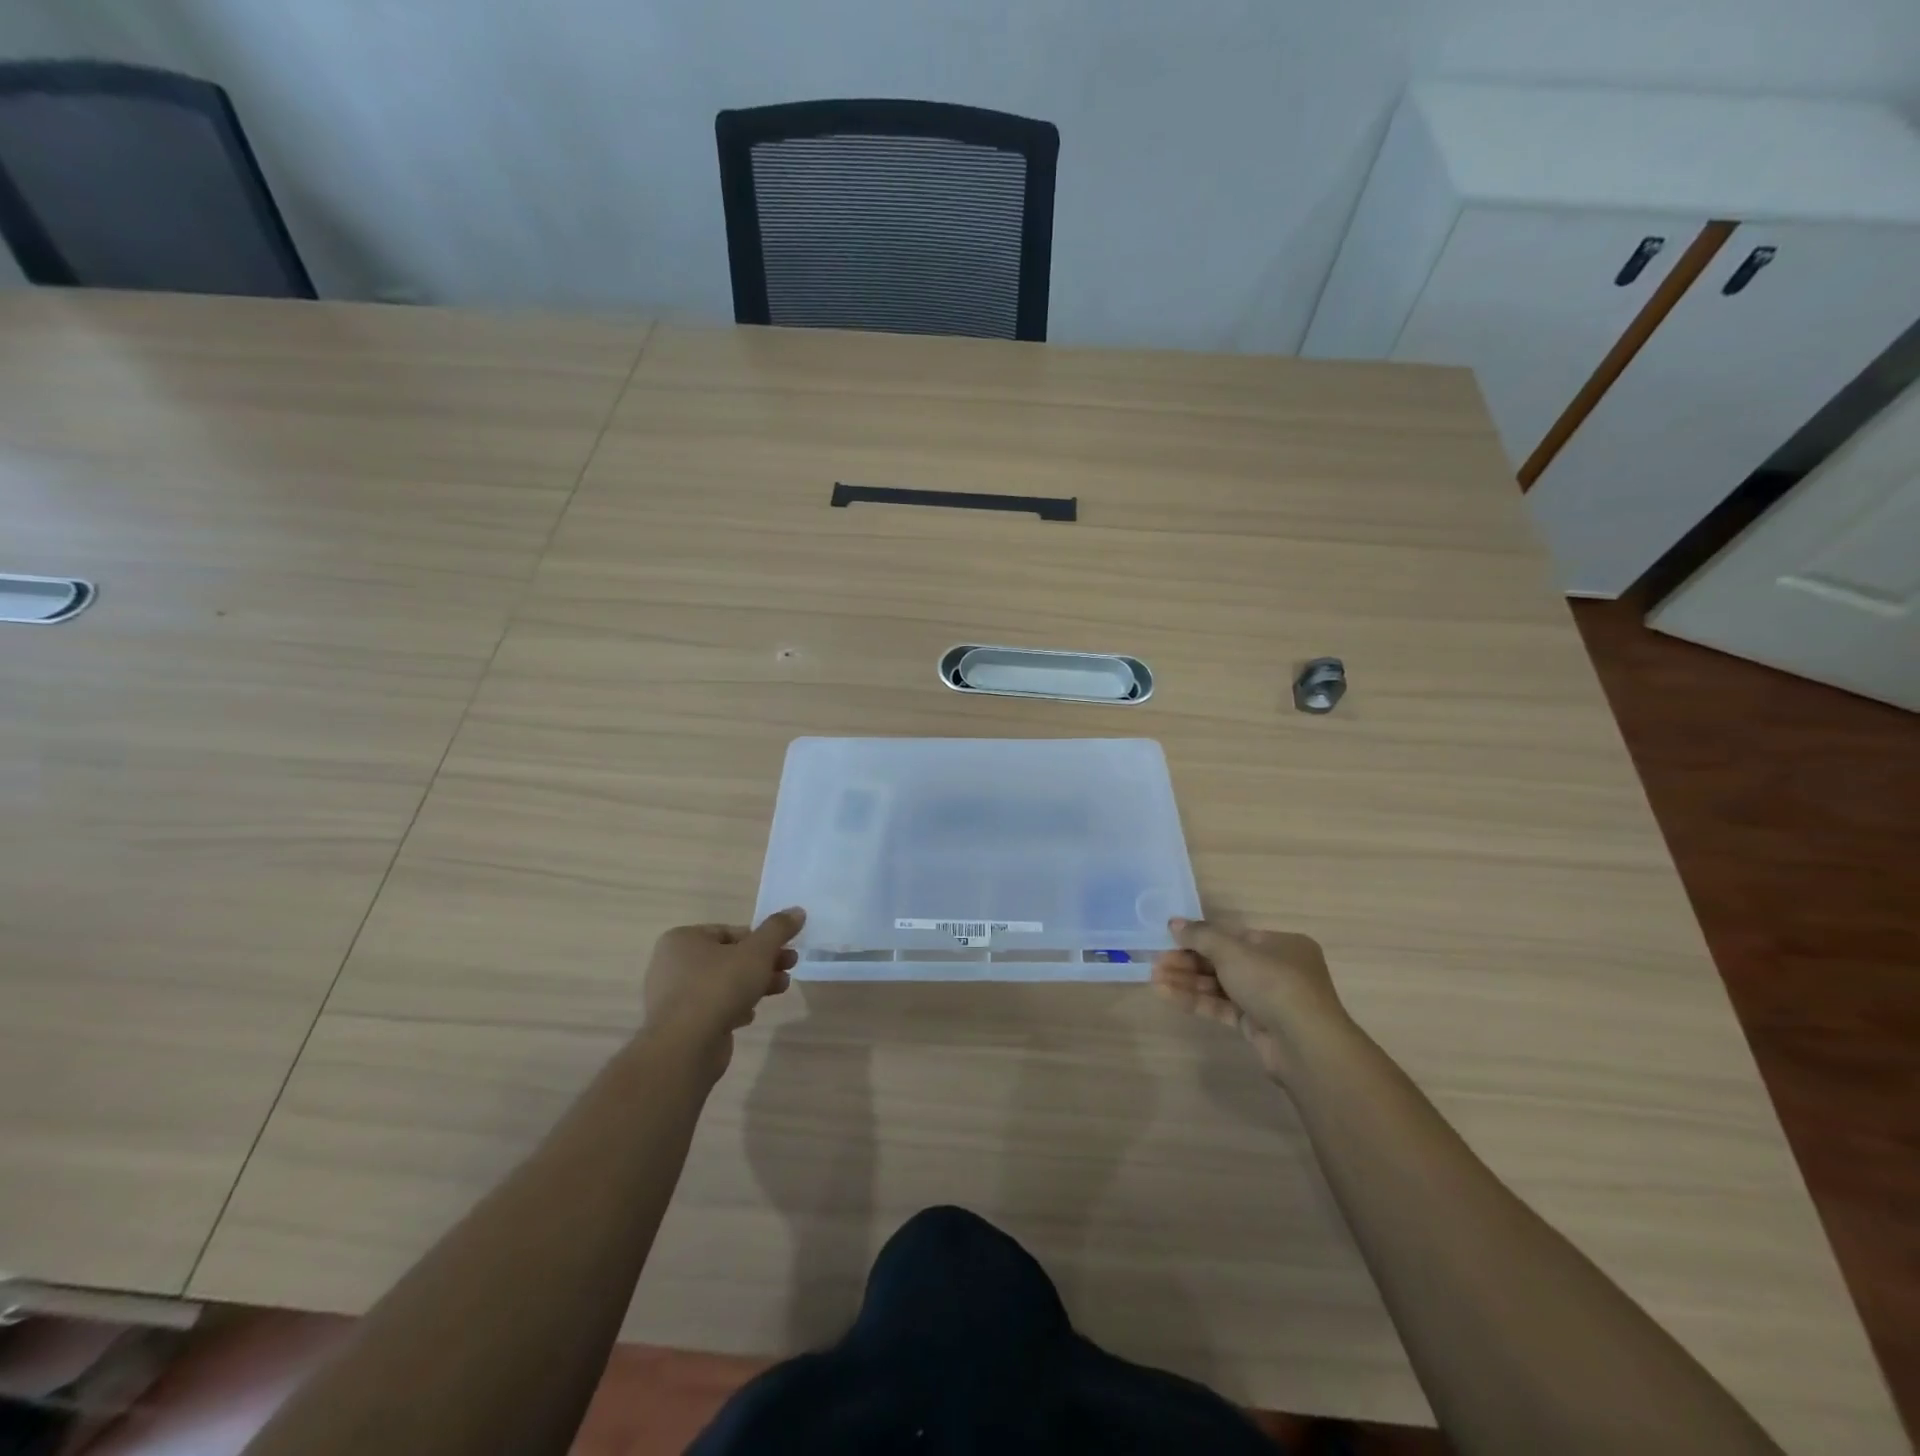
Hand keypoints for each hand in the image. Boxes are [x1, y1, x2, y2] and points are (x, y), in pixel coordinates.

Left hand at [643, 909, 805, 1074]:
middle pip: (729, 957)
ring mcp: (673, 996)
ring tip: (781, 989)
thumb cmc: (719, 987)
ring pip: (723, 983)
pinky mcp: (679, 1024)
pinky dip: (733, 1007)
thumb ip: (778, 929)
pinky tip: (749, 1015)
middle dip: (763, 962)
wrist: (685, 1047)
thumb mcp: (757, 952)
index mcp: (683, 939)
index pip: (730, 931)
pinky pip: (712, 1008)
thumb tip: (797, 911)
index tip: (785, 949)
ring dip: (754, 984)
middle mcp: (672, 964)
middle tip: (790, 967)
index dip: (762, 939)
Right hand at [1151, 918, 1349, 1081]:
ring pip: (1220, 985)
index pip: (1234, 936)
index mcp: (1281, 945)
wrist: (1305, 1045)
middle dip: (1189, 961)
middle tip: (1157, 961)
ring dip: (1188, 981)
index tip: (1171, 938)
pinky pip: (1222, 1007)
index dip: (1201, 937)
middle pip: (1224, 960)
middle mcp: (1277, 969)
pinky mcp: (1257, 1025)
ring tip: (1154, 978)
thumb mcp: (1233, 951)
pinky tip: (1167, 994)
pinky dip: (1196, 1000)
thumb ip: (1201, 936)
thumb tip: (1174, 922)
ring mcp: (1267, 999)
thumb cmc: (1273, 983)